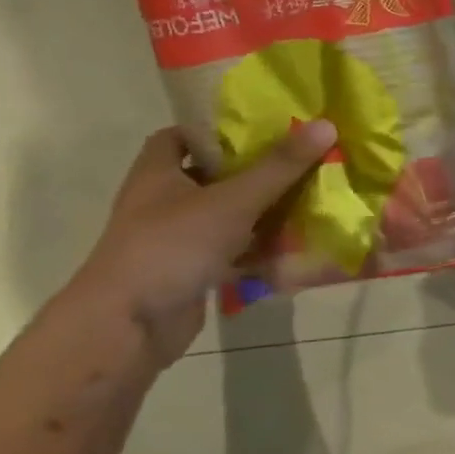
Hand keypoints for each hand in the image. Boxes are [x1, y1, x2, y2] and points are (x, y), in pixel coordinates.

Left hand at [71, 121, 337, 367]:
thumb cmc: (172, 247)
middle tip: (302, 160)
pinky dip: (261, 251)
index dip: (217, 129)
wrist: (127, 328)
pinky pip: (234, 253)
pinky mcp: (193, 273)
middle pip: (214, 176)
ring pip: (229, 217)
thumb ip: (280, 167)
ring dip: (265, 213)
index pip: (181, 137)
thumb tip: (326, 125)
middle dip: (257, 171)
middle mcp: (164, 203)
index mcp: (159, 174)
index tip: (261, 126)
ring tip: (312, 199)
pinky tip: (297, 247)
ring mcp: (177, 240)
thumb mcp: (233, 200)